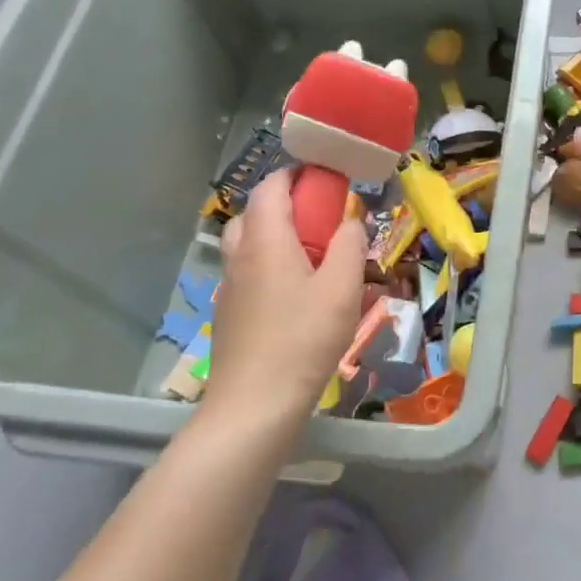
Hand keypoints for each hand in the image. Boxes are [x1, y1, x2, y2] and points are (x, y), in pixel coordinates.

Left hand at [201, 169, 367, 419]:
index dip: (298, 175)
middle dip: (287, 205)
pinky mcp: (229, 312)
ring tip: (312, 257)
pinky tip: (295, 294)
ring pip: (248, 242)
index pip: (272, 186)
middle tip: (322, 220)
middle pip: (256, 211)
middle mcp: (240, 254)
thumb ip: (350, 245)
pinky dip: (269, 264)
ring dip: (277, 235)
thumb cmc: (303, 339)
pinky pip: (248, 271)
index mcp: (265, 239)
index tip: (328, 180)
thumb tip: (350, 220)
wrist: (254, 405)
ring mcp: (229, 285)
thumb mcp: (342, 288)